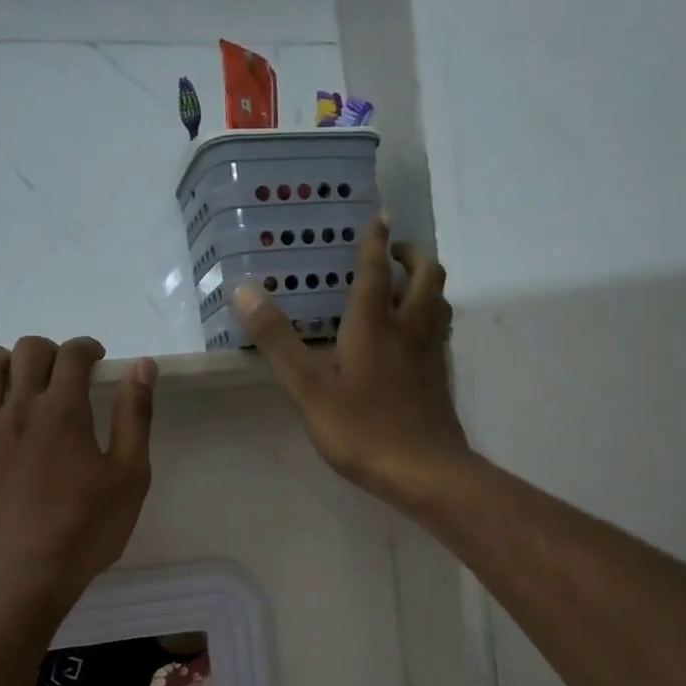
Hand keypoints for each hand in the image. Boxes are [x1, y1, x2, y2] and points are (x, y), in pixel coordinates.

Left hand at [0, 338, 155, 609]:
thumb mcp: (129, 477)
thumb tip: (142, 365)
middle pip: (28, 353)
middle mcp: (19, 409)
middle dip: (49, 351)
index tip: (95, 360)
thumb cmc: (85, 531)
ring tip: (14, 368)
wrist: (24, 579)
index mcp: (64, 412)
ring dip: (3, 357)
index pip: (72, 356)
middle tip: (61, 372)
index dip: (86, 348)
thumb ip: (135, 417)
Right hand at [235, 214, 470, 508]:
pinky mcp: (439, 379)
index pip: (375, 271)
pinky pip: (440, 332)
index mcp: (374, 326)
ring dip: (425, 283)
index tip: (379, 214)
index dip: (375, 241)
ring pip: (439, 303)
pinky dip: (430, 317)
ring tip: (405, 285)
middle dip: (412, 255)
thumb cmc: (362, 429)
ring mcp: (430, 355)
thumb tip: (245, 291)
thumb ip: (278, 341)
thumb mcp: (308, 388)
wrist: (424, 471)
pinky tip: (413, 337)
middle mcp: (408, 330)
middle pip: (426, 276)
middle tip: (393, 252)